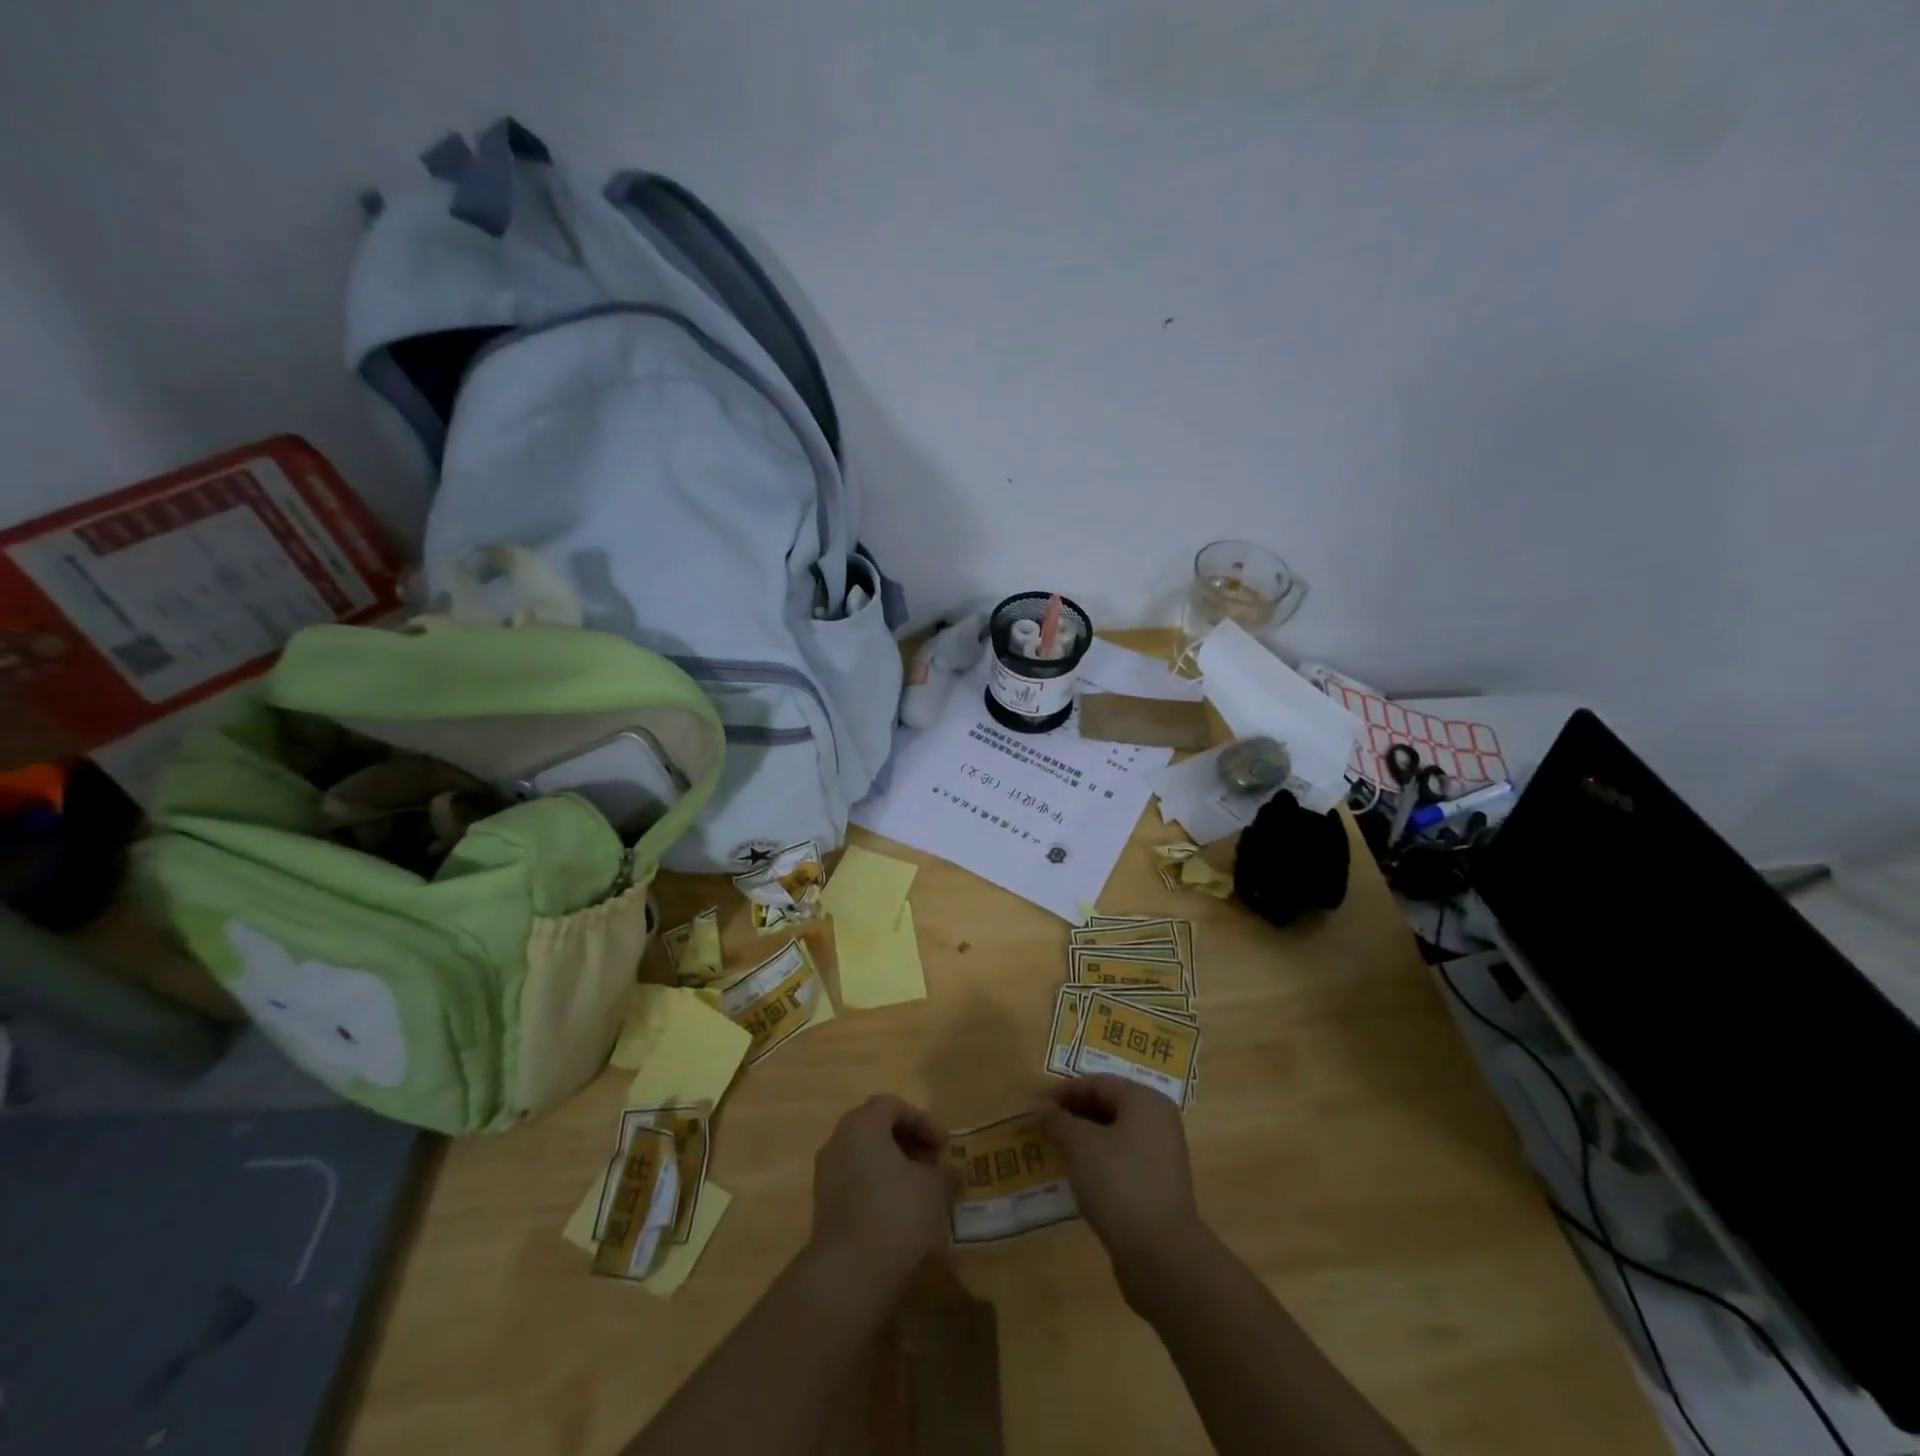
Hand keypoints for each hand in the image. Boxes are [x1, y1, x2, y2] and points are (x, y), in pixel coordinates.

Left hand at [807, 1094, 952, 1302]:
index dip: (922, 1121)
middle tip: (932, 1163)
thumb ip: (945, 1173)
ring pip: (864, 1156)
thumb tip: (950, 1172)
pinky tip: (898, 1214)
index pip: (892, 1105)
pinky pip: (854, 1183)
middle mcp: (838, 1141)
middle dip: (906, 1142)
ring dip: (892, 1167)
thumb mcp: (934, 1189)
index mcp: (863, 1124)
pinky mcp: (823, 1208)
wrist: (849, 1275)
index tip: (944, 1146)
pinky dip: (877, 1188)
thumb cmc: (897, 1214)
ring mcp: (826, 1175)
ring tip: (919, 1191)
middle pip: (875, 1128)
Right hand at [1040, 1075, 1202, 1278]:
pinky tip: (1078, 1177)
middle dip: (1073, 1114)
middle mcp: (1159, 1121)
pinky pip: (1123, 1160)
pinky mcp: (1159, 1186)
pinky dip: (1098, 1161)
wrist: (1161, 1255)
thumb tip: (1041, 1109)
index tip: (1035, 1107)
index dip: (1063, 1092)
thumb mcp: (1080, 1145)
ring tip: (1055, 1150)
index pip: (1097, 1083)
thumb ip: (1058, 1121)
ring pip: (1115, 1135)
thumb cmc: (1119, 1183)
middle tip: (1043, 1127)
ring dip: (1084, 1139)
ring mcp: (1162, 1155)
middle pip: (1108, 1106)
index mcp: (1145, 1100)